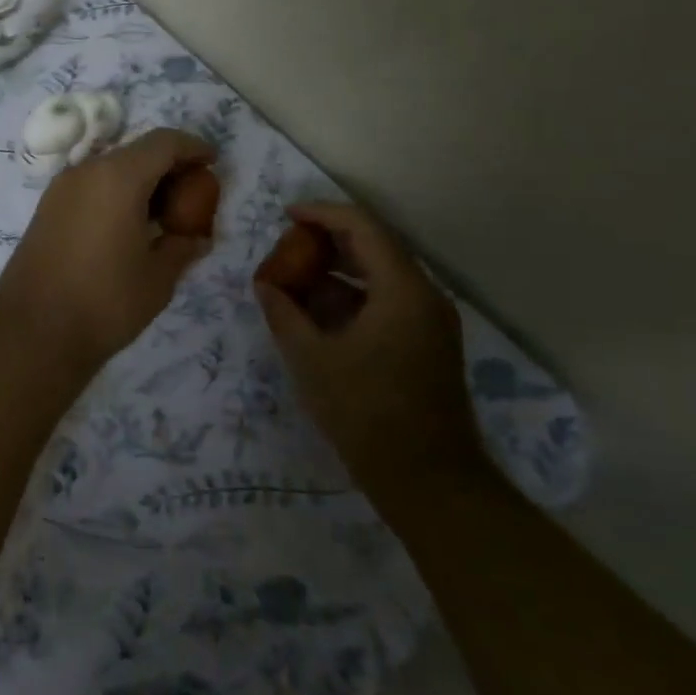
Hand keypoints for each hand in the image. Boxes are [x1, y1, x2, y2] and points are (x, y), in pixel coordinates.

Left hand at [0, 129, 215, 373]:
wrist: (33, 333)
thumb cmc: (105, 302)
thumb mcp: (158, 277)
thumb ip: (182, 247)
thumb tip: (195, 237)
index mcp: (117, 177)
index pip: (163, 142)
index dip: (193, 148)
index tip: (213, 163)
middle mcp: (85, 172)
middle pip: (135, 152)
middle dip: (168, 166)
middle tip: (192, 195)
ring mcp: (60, 189)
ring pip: (110, 169)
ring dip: (140, 181)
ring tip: (163, 215)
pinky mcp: (46, 210)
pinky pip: (90, 187)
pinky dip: (115, 194)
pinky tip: (128, 227)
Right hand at [254, 202, 482, 493]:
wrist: (428, 480)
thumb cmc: (366, 412)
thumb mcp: (311, 359)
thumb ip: (284, 313)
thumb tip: (264, 284)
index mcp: (403, 289)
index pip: (363, 227)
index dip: (322, 214)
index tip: (286, 216)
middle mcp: (425, 295)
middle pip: (375, 247)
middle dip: (328, 242)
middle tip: (288, 247)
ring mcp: (431, 321)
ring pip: (381, 276)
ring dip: (339, 271)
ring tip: (297, 280)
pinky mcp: (428, 344)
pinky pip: (388, 301)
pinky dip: (354, 297)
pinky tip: (320, 314)